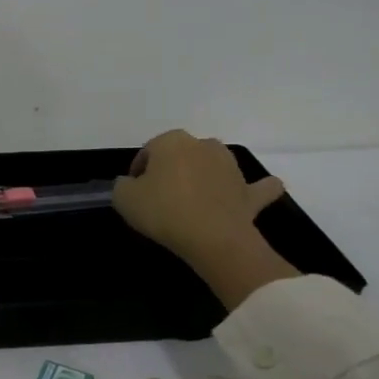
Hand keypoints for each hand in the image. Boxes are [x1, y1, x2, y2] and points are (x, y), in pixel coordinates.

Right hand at [113, 131, 297, 309]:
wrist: (212, 237)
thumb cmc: (163, 211)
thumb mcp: (123, 198)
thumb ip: (123, 185)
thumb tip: (131, 183)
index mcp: (171, 141)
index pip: (148, 151)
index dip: (138, 171)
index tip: (134, 191)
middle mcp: (204, 144)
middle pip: (181, 155)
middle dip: (171, 170)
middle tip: (160, 196)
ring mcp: (231, 166)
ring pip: (214, 164)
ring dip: (205, 175)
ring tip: (192, 201)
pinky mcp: (250, 191)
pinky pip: (255, 187)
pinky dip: (253, 190)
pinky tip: (250, 193)